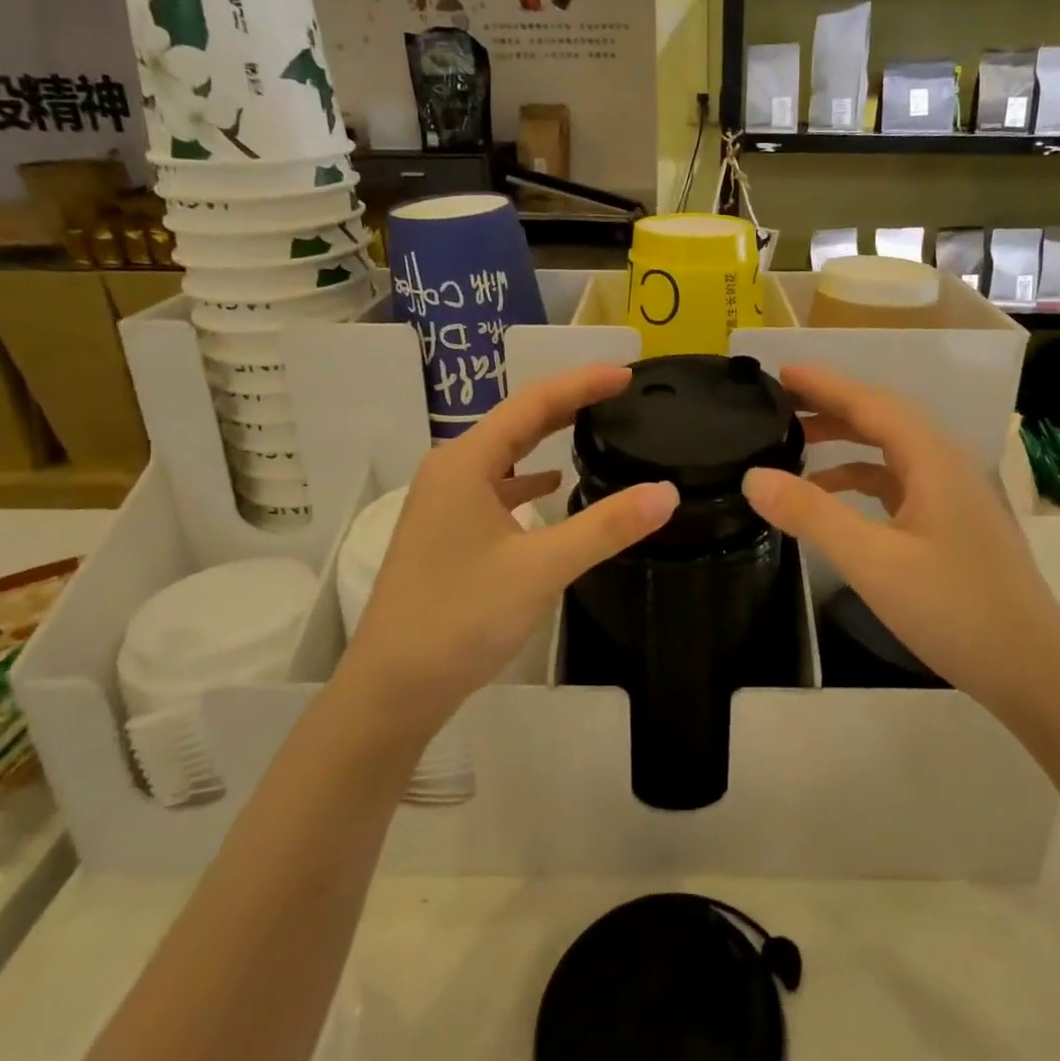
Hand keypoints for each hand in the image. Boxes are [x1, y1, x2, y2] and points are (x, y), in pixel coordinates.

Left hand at [339, 364, 678, 739]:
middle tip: (618, 391)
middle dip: (567, 402)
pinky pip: (496, 487)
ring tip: (592, 426)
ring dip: (546, 438)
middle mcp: (450, 470)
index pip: (533, 403)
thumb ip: (606, 526)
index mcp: (466, 462)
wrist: (392, 687)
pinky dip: (527, 479)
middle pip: (517, 422)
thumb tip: (666, 492)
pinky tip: (551, 487)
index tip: (627, 373)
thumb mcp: (542, 568)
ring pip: (505, 454)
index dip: (582, 383)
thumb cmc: (462, 617)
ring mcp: (444, 502)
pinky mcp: (446, 531)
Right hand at [741, 364, 1059, 713]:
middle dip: (832, 406)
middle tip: (781, 404)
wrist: (1033, 672)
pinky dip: (862, 479)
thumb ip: (812, 514)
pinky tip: (834, 497)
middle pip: (883, 419)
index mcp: (933, 460)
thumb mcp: (873, 562)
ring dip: (846, 442)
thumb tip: (754, 476)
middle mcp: (947, 466)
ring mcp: (953, 497)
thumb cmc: (955, 610)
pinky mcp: (952, 525)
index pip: (872, 403)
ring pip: (892, 452)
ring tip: (798, 444)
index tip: (781, 371)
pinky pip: (899, 483)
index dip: (825, 385)